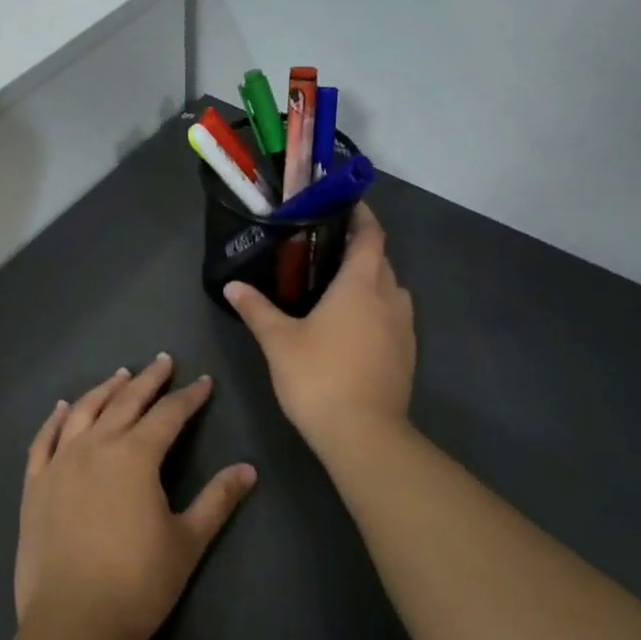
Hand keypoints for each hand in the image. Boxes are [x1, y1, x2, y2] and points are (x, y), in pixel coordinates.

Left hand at [15, 354, 256, 639]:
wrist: (73, 623)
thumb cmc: (138, 583)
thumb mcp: (187, 541)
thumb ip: (217, 500)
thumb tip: (249, 469)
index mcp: (136, 456)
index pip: (168, 415)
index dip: (189, 397)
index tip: (203, 382)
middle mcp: (96, 446)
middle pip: (126, 402)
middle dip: (149, 380)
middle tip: (163, 361)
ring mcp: (60, 463)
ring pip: (84, 411)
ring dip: (105, 390)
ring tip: (120, 375)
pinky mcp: (35, 485)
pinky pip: (44, 440)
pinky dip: (56, 419)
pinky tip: (64, 407)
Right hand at [225, 202, 415, 459]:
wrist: (364, 435)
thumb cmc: (319, 377)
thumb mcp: (278, 341)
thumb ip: (256, 309)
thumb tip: (232, 285)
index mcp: (360, 284)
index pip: (370, 234)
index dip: (361, 215)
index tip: (343, 204)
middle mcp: (389, 297)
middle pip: (380, 259)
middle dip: (359, 247)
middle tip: (325, 246)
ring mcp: (404, 327)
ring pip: (390, 288)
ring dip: (370, 279)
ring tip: (337, 284)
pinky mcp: (407, 354)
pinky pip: (394, 315)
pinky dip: (376, 307)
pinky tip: (351, 324)